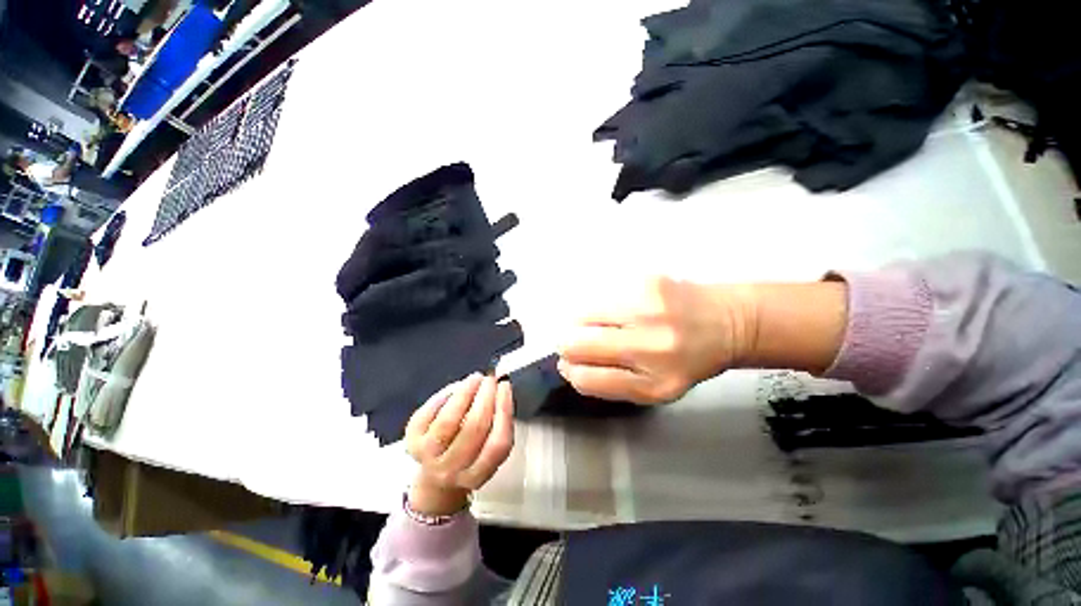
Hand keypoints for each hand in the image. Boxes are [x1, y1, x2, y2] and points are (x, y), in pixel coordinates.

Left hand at [404, 374, 514, 515]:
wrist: (436, 472)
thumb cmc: (471, 450)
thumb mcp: (489, 444)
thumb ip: (498, 420)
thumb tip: (499, 385)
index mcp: (478, 474)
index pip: (498, 443)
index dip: (503, 409)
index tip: (505, 385)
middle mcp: (452, 471)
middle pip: (473, 429)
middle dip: (485, 397)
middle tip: (490, 378)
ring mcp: (428, 457)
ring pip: (448, 421)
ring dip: (465, 394)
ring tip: (475, 378)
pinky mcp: (411, 441)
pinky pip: (429, 413)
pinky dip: (445, 396)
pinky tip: (456, 388)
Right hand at [557, 277, 756, 403]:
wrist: (728, 322)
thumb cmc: (686, 360)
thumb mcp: (654, 388)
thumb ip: (610, 383)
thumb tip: (569, 366)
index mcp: (654, 383)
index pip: (586, 378)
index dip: (571, 370)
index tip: (570, 364)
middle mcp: (650, 347)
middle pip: (576, 343)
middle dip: (568, 343)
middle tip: (579, 340)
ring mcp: (647, 310)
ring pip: (581, 315)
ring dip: (583, 321)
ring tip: (605, 322)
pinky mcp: (646, 282)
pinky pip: (600, 295)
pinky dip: (601, 304)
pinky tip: (621, 307)